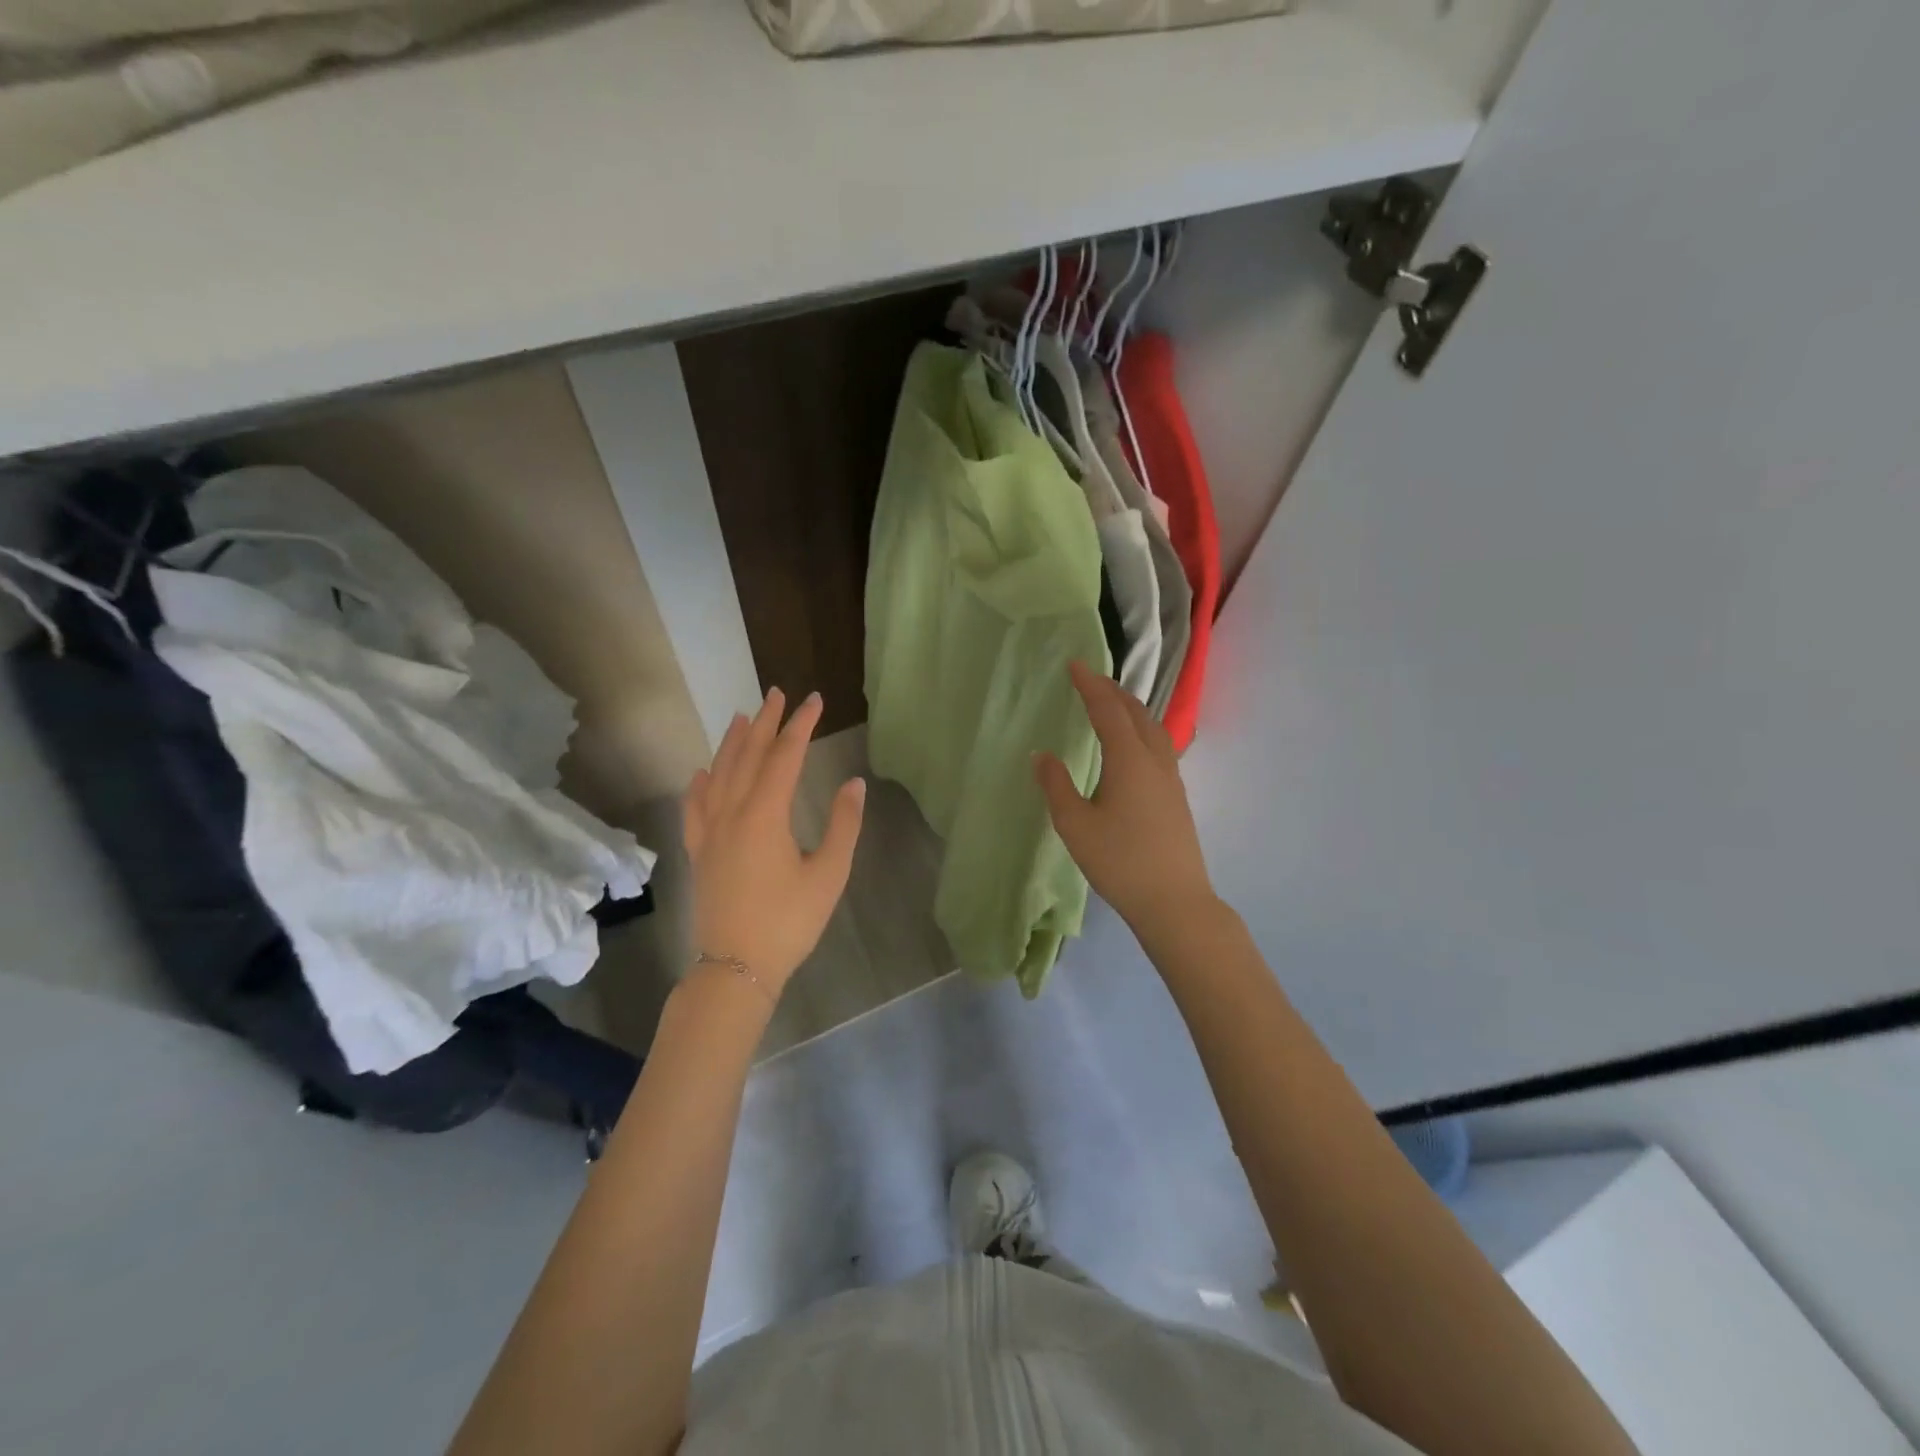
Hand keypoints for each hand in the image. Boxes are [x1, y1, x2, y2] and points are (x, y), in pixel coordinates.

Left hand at [682, 688, 864, 999]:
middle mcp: (732, 812)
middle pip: (749, 756)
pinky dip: (700, 783)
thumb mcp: (829, 874)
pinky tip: (702, 773)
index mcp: (765, 814)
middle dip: (766, 723)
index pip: (785, 756)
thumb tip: (853, 783)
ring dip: (732, 743)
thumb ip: (843, 825)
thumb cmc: (789, 921)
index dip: (801, 725)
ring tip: (742, 717)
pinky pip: (695, 806)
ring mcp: (709, 831)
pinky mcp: (699, 851)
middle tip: (778, 695)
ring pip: (718, 774)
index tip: (815, 701)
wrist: (736, 967)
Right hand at [1035, 661, 1215, 941]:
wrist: (1174, 901)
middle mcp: (1155, 760)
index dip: (1090, 685)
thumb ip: (1056, 786)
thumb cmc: (1120, 862)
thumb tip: (1041, 755)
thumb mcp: (1075, 825)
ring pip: (1153, 728)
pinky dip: (1141, 730)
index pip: (1108, 710)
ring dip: (1131, 709)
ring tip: (1112, 704)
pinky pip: (1159, 746)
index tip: (1074, 665)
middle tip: (1091, 679)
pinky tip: (1133, 746)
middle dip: (1113, 691)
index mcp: (1129, 759)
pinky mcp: (1176, 796)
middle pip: (1136, 713)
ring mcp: (1171, 778)